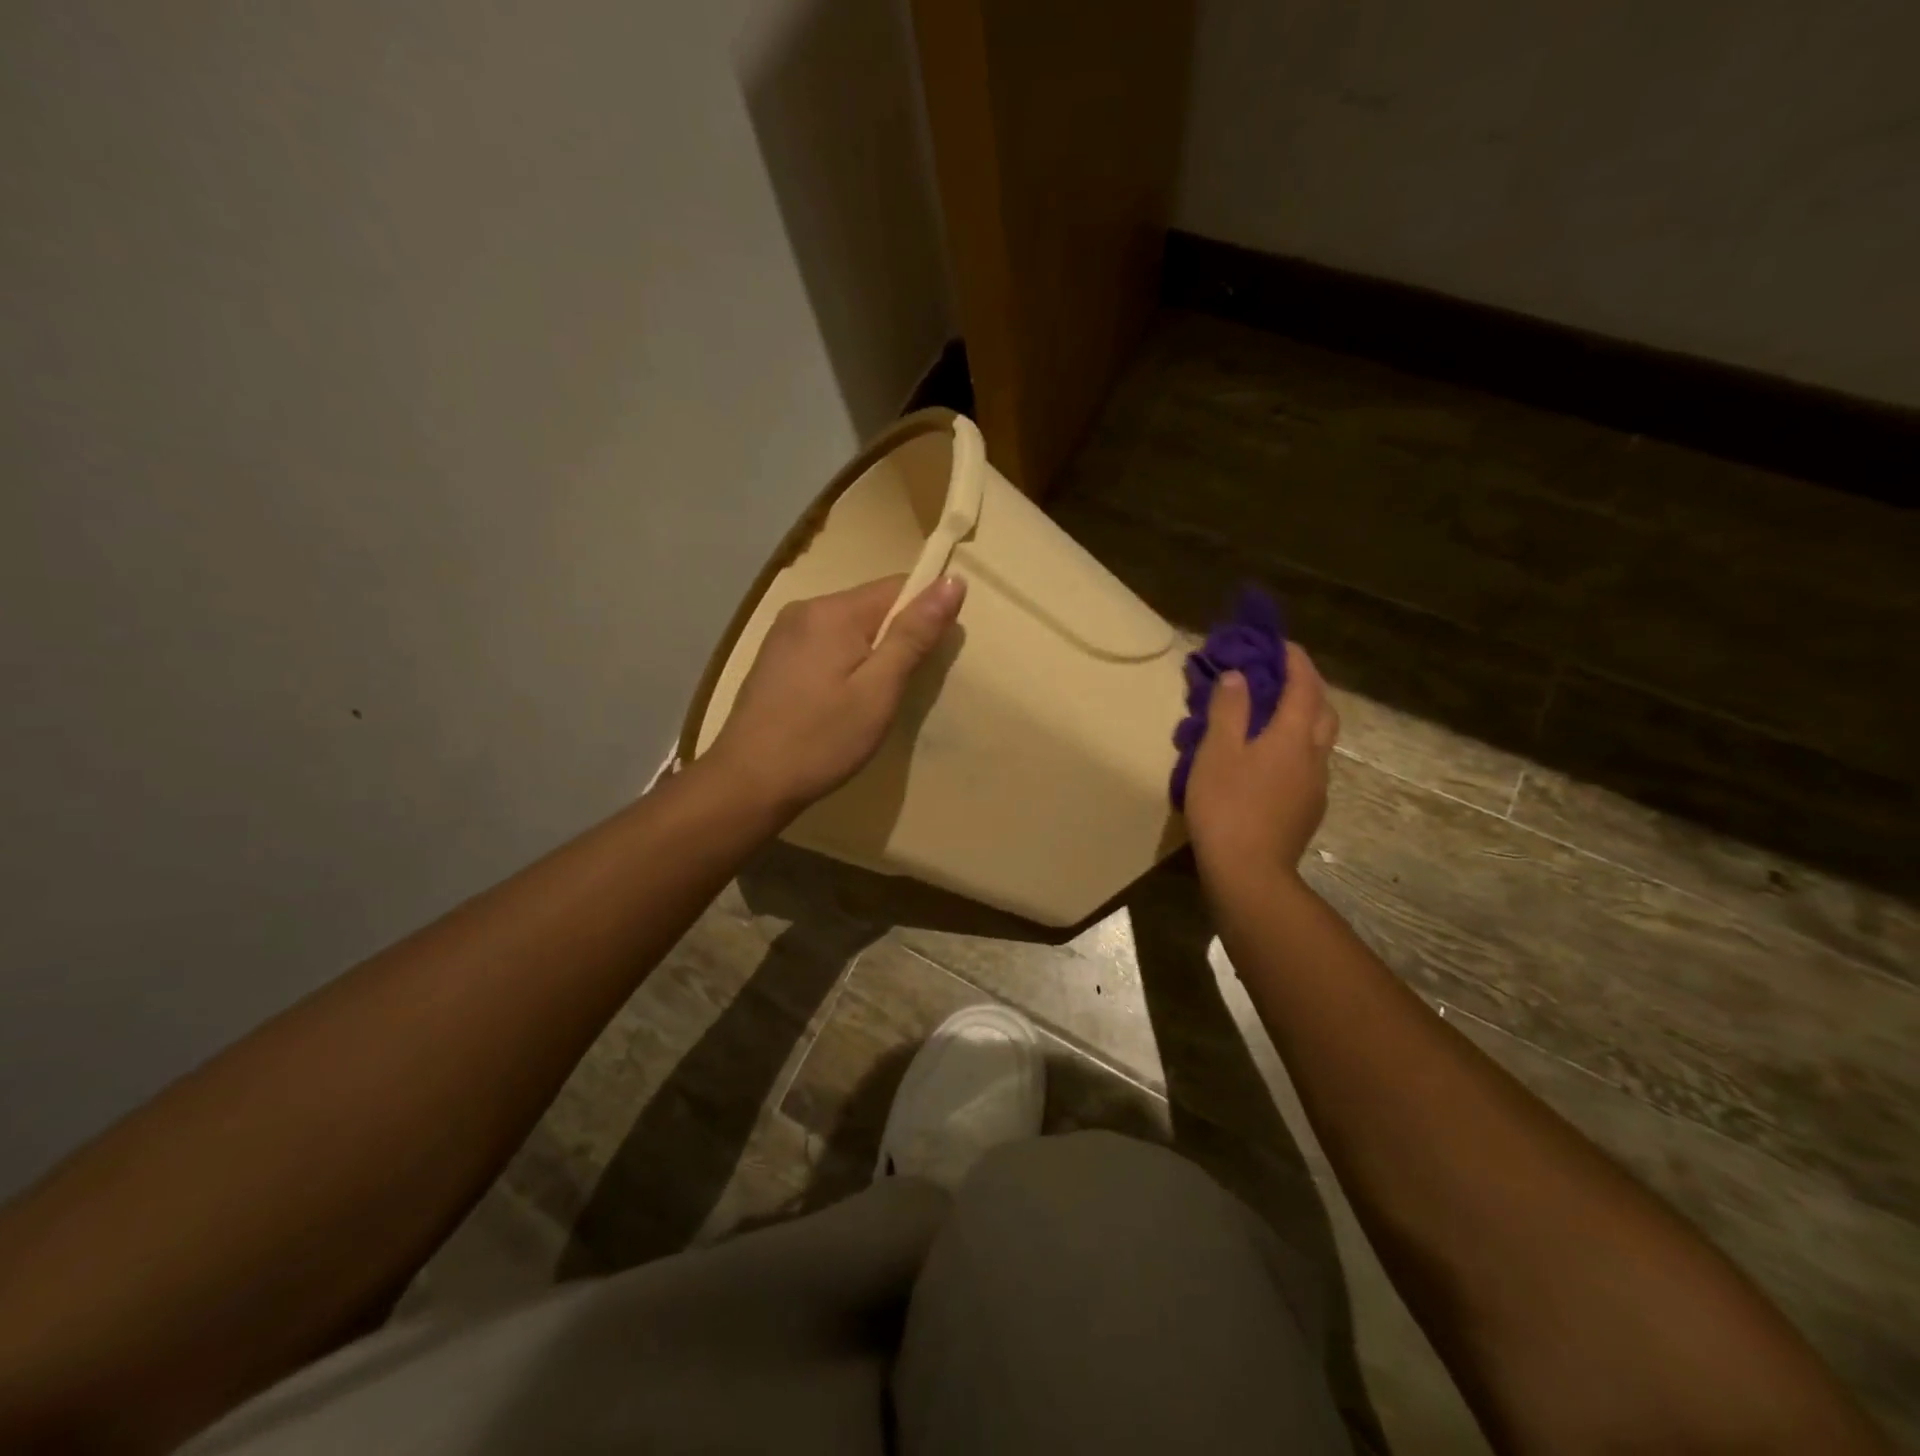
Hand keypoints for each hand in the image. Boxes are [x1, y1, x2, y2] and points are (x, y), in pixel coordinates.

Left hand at [705, 574, 965, 817]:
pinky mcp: (774, 657)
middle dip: (896, 639)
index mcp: (834, 610)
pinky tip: (839, 701)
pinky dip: (844, 664)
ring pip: (848, 628)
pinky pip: (825, 644)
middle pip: (872, 606)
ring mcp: (784, 633)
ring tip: (871, 700)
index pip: (899, 587)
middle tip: (900, 689)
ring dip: (870, 654)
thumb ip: (914, 635)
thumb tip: (953, 581)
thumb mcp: (879, 690)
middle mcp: (805, 609)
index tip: (931, 659)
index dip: (925, 616)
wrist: (748, 783)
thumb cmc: (821, 740)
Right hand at [1184, 642, 1339, 884]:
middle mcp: (1313, 756)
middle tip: (1282, 677)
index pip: (1303, 686)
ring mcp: (1315, 786)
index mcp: (1292, 736)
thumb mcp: (1217, 752)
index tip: (1280, 643)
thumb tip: (1239, 677)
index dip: (1294, 661)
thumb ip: (1229, 710)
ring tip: (1273, 716)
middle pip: (1323, 711)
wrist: (1249, 873)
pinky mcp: (1307, 810)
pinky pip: (1308, 765)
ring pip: (1318, 740)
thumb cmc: (1227, 806)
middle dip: (1308, 687)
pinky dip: (1295, 747)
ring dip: (1304, 718)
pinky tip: (1269, 761)